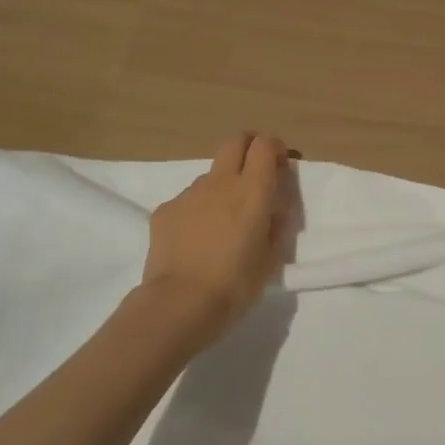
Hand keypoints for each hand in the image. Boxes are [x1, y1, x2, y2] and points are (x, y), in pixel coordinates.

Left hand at [143, 132, 292, 343]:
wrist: (179, 303)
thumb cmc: (235, 284)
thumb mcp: (271, 258)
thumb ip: (276, 226)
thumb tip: (274, 210)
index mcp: (252, 190)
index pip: (264, 145)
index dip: (274, 148)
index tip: (280, 164)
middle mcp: (221, 182)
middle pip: (235, 141)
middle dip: (248, 147)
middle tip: (256, 171)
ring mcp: (189, 194)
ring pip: (211, 175)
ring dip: (222, 186)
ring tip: (223, 221)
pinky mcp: (165, 210)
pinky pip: (188, 200)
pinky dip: (198, 210)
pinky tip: (197, 239)